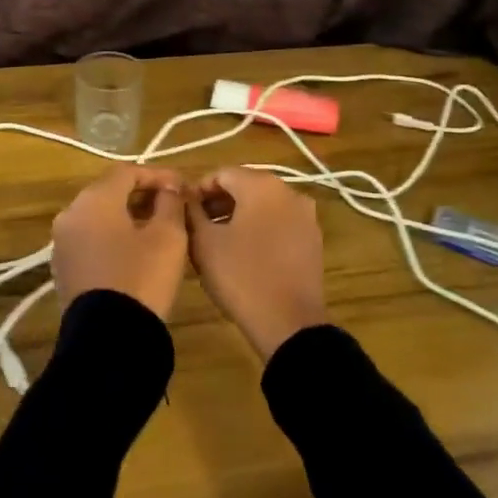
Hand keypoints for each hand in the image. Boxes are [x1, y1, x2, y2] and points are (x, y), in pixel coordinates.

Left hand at [50, 166, 188, 319]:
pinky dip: (113, 238)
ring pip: (99, 217)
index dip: (158, 175)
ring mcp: (63, 243)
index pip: (127, 172)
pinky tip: (137, 252)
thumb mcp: (168, 236)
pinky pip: (91, 240)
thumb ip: (171, 202)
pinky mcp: (64, 269)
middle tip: (173, 206)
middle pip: (109, 192)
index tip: (182, 188)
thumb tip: (169, 188)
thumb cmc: (142, 277)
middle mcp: (70, 214)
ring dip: (128, 217)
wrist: (108, 338)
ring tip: (159, 229)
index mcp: (93, 200)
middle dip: (142, 195)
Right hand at [184, 168, 326, 359]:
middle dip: (218, 202)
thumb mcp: (204, 242)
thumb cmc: (241, 276)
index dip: (198, 190)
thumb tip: (184, 195)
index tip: (184, 212)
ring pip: (264, 205)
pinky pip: (280, 223)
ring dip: (238, 216)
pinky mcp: (313, 240)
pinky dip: (260, 229)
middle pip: (246, 186)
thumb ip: (191, 211)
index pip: (222, 173)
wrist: (288, 323)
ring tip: (217, 241)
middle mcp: (289, 191)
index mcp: (262, 185)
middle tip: (197, 226)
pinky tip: (244, 253)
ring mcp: (306, 216)